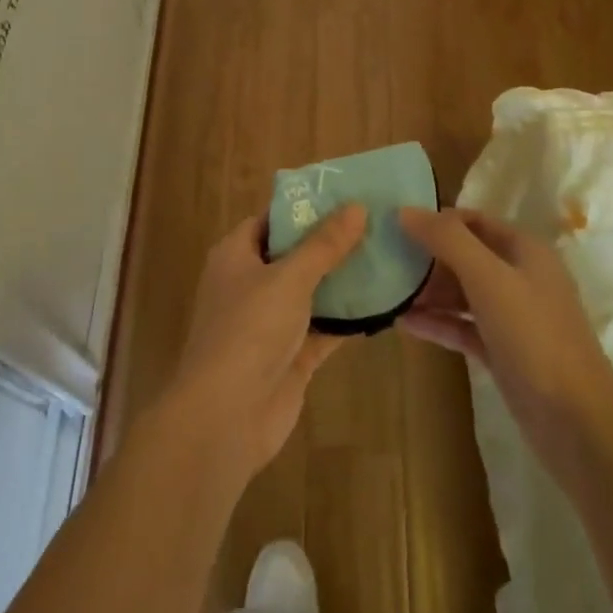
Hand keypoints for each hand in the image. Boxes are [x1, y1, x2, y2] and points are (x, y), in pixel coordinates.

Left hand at [161, 205, 366, 484]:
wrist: (226, 418)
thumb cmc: (248, 331)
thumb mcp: (288, 278)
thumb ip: (324, 244)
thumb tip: (356, 206)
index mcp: (236, 256)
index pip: (271, 219)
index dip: (303, 206)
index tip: (344, 195)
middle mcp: (250, 284)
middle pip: (294, 254)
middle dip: (330, 242)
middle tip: (375, 222)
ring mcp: (270, 323)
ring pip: (311, 292)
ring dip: (343, 280)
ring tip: (386, 255)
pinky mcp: (290, 356)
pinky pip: (324, 328)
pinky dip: (348, 319)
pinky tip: (383, 304)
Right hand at [396, 208, 612, 480]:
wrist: (576, 421)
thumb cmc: (534, 336)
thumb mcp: (489, 278)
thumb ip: (447, 240)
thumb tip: (405, 210)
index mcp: (524, 251)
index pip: (474, 221)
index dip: (438, 220)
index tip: (397, 226)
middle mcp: (520, 278)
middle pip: (466, 256)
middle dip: (428, 257)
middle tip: (386, 261)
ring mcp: (512, 318)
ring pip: (463, 293)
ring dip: (429, 291)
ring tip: (388, 292)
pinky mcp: (503, 352)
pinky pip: (463, 327)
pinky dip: (437, 323)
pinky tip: (404, 323)